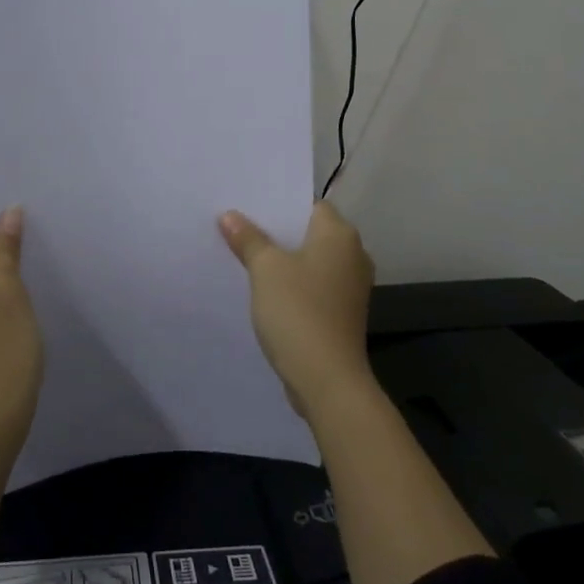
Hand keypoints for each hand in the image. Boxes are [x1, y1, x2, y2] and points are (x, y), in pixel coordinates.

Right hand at [218, 201, 375, 417]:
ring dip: (283, 259)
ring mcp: (350, 287)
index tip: (248, 205)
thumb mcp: (265, 269)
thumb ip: (248, 238)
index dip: (279, 204)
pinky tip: (263, 288)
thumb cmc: (298, 311)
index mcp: (340, 235)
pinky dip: (292, 283)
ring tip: (245, 255)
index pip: (309, 204)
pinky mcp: (342, 312)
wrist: (327, 380)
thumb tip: (230, 215)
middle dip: (277, 231)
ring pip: (310, 260)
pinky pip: (313, 285)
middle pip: (309, 232)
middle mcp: (353, 255)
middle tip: (238, 226)